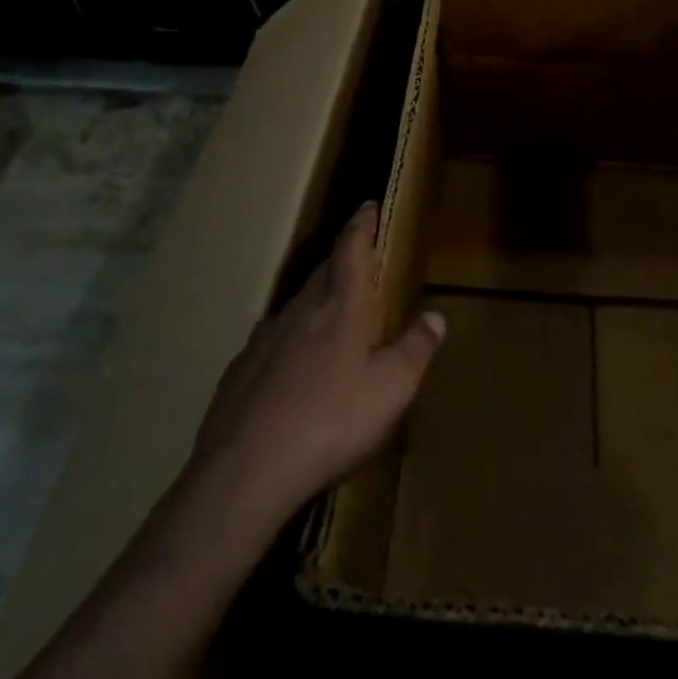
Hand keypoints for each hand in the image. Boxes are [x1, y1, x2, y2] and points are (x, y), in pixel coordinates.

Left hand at [188, 202, 445, 534]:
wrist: (244, 472)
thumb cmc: (330, 422)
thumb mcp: (391, 391)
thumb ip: (416, 349)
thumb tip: (436, 316)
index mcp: (341, 306)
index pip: (352, 247)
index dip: (363, 223)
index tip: (370, 206)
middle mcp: (301, 309)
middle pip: (324, 270)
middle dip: (343, 259)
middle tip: (360, 260)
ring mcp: (265, 338)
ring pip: (297, 304)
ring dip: (317, 298)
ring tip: (331, 312)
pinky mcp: (240, 369)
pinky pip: (272, 339)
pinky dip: (289, 338)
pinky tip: (292, 363)